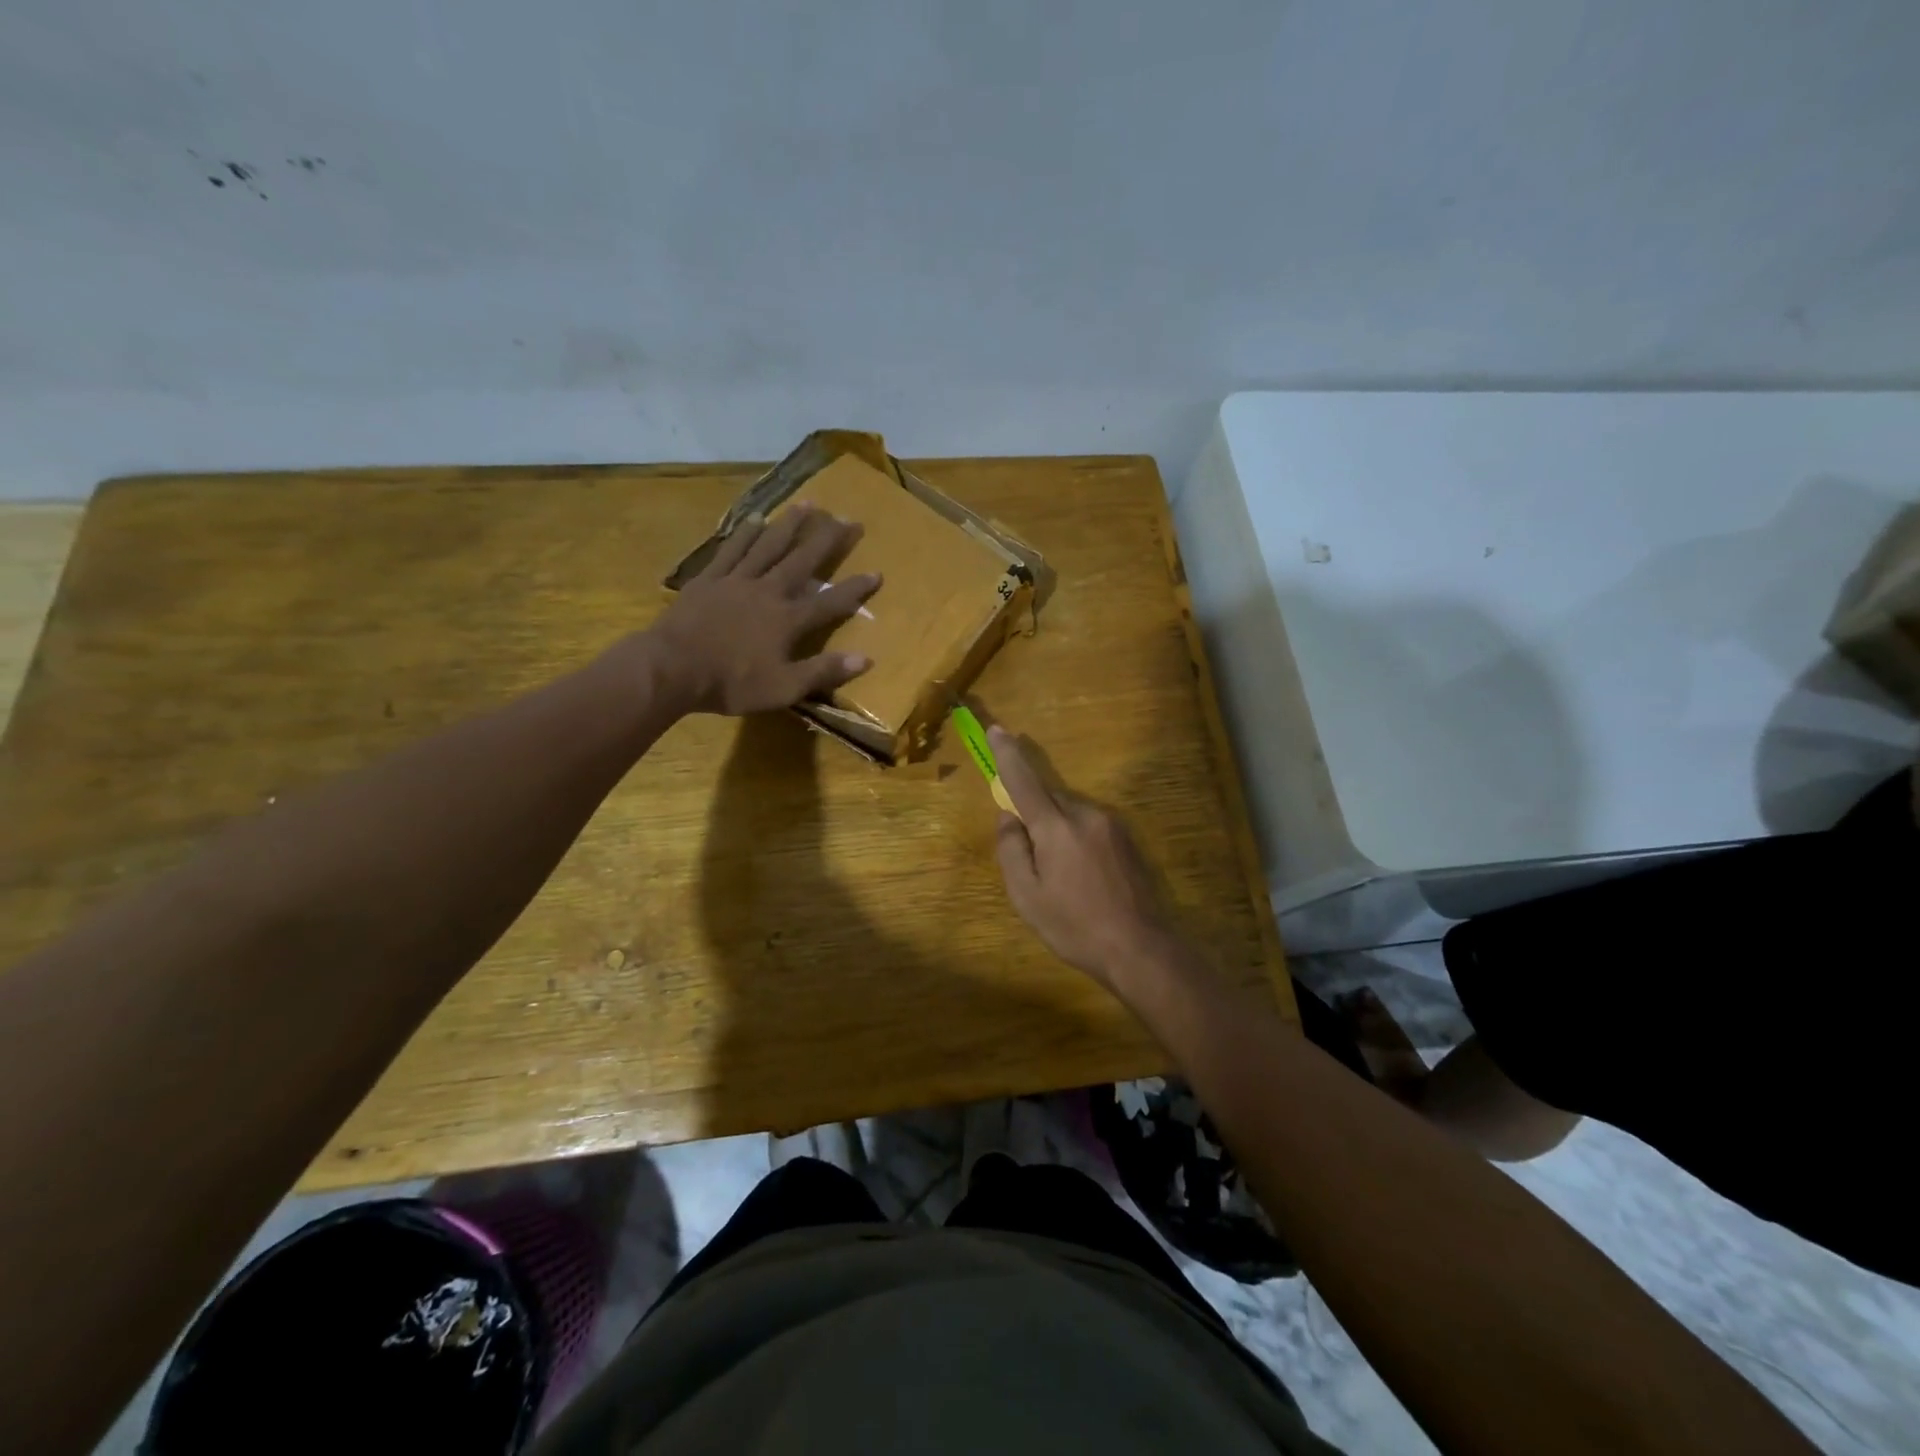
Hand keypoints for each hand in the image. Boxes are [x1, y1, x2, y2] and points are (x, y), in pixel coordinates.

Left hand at [650, 504, 881, 714]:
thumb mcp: (784, 688)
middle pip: (803, 560)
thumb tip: (866, 658)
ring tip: (809, 504)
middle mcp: (768, 591)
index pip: (830, 602)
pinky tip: (756, 519)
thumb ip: (823, 671)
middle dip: (828, 540)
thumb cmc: (731, 683)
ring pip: (769, 545)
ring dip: (791, 524)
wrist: (672, 668)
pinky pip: (732, 550)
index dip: (855, 589)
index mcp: (788, 620)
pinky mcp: (709, 578)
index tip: (877, 572)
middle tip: (848, 519)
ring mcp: (737, 580)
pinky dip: (746, 534)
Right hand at [989, 725, 1183, 997]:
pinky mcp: (1129, 839)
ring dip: (1058, 830)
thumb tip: (1008, 817)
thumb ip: (1011, 850)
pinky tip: (1084, 877)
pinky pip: (1091, 826)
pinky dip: (1078, 839)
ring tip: (1061, 876)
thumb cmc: (1074, 926)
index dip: (1008, 755)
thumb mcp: (1027, 896)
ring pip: (1071, 813)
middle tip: (1032, 856)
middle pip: (1049, 798)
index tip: (998, 729)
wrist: (1140, 948)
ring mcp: (1112, 825)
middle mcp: (1086, 815)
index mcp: (1056, 828)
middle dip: (1035, 813)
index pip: (1025, 781)